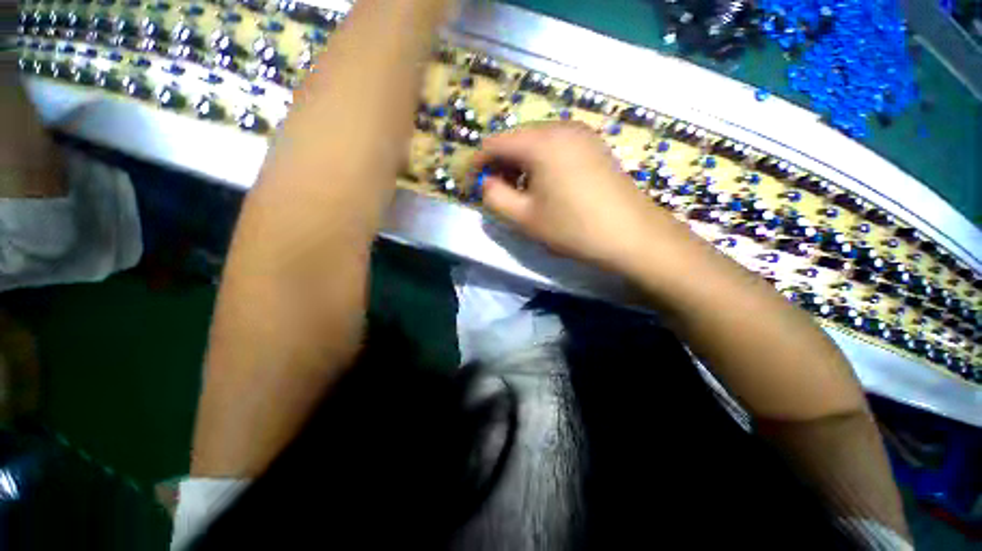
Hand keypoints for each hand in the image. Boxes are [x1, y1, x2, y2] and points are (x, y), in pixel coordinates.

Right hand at [471, 122, 672, 272]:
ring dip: (520, 164)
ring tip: (519, 191)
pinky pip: (556, 147)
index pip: (494, 143)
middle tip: (495, 191)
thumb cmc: (573, 227)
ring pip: (536, 143)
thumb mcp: (524, 218)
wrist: (632, 235)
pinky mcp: (594, 146)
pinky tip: (544, 186)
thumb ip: (494, 197)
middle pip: (516, 139)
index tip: (471, 184)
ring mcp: (582, 134)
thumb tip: (487, 183)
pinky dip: (540, 163)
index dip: (477, 163)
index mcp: (540, 141)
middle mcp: (560, 127)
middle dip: (500, 164)